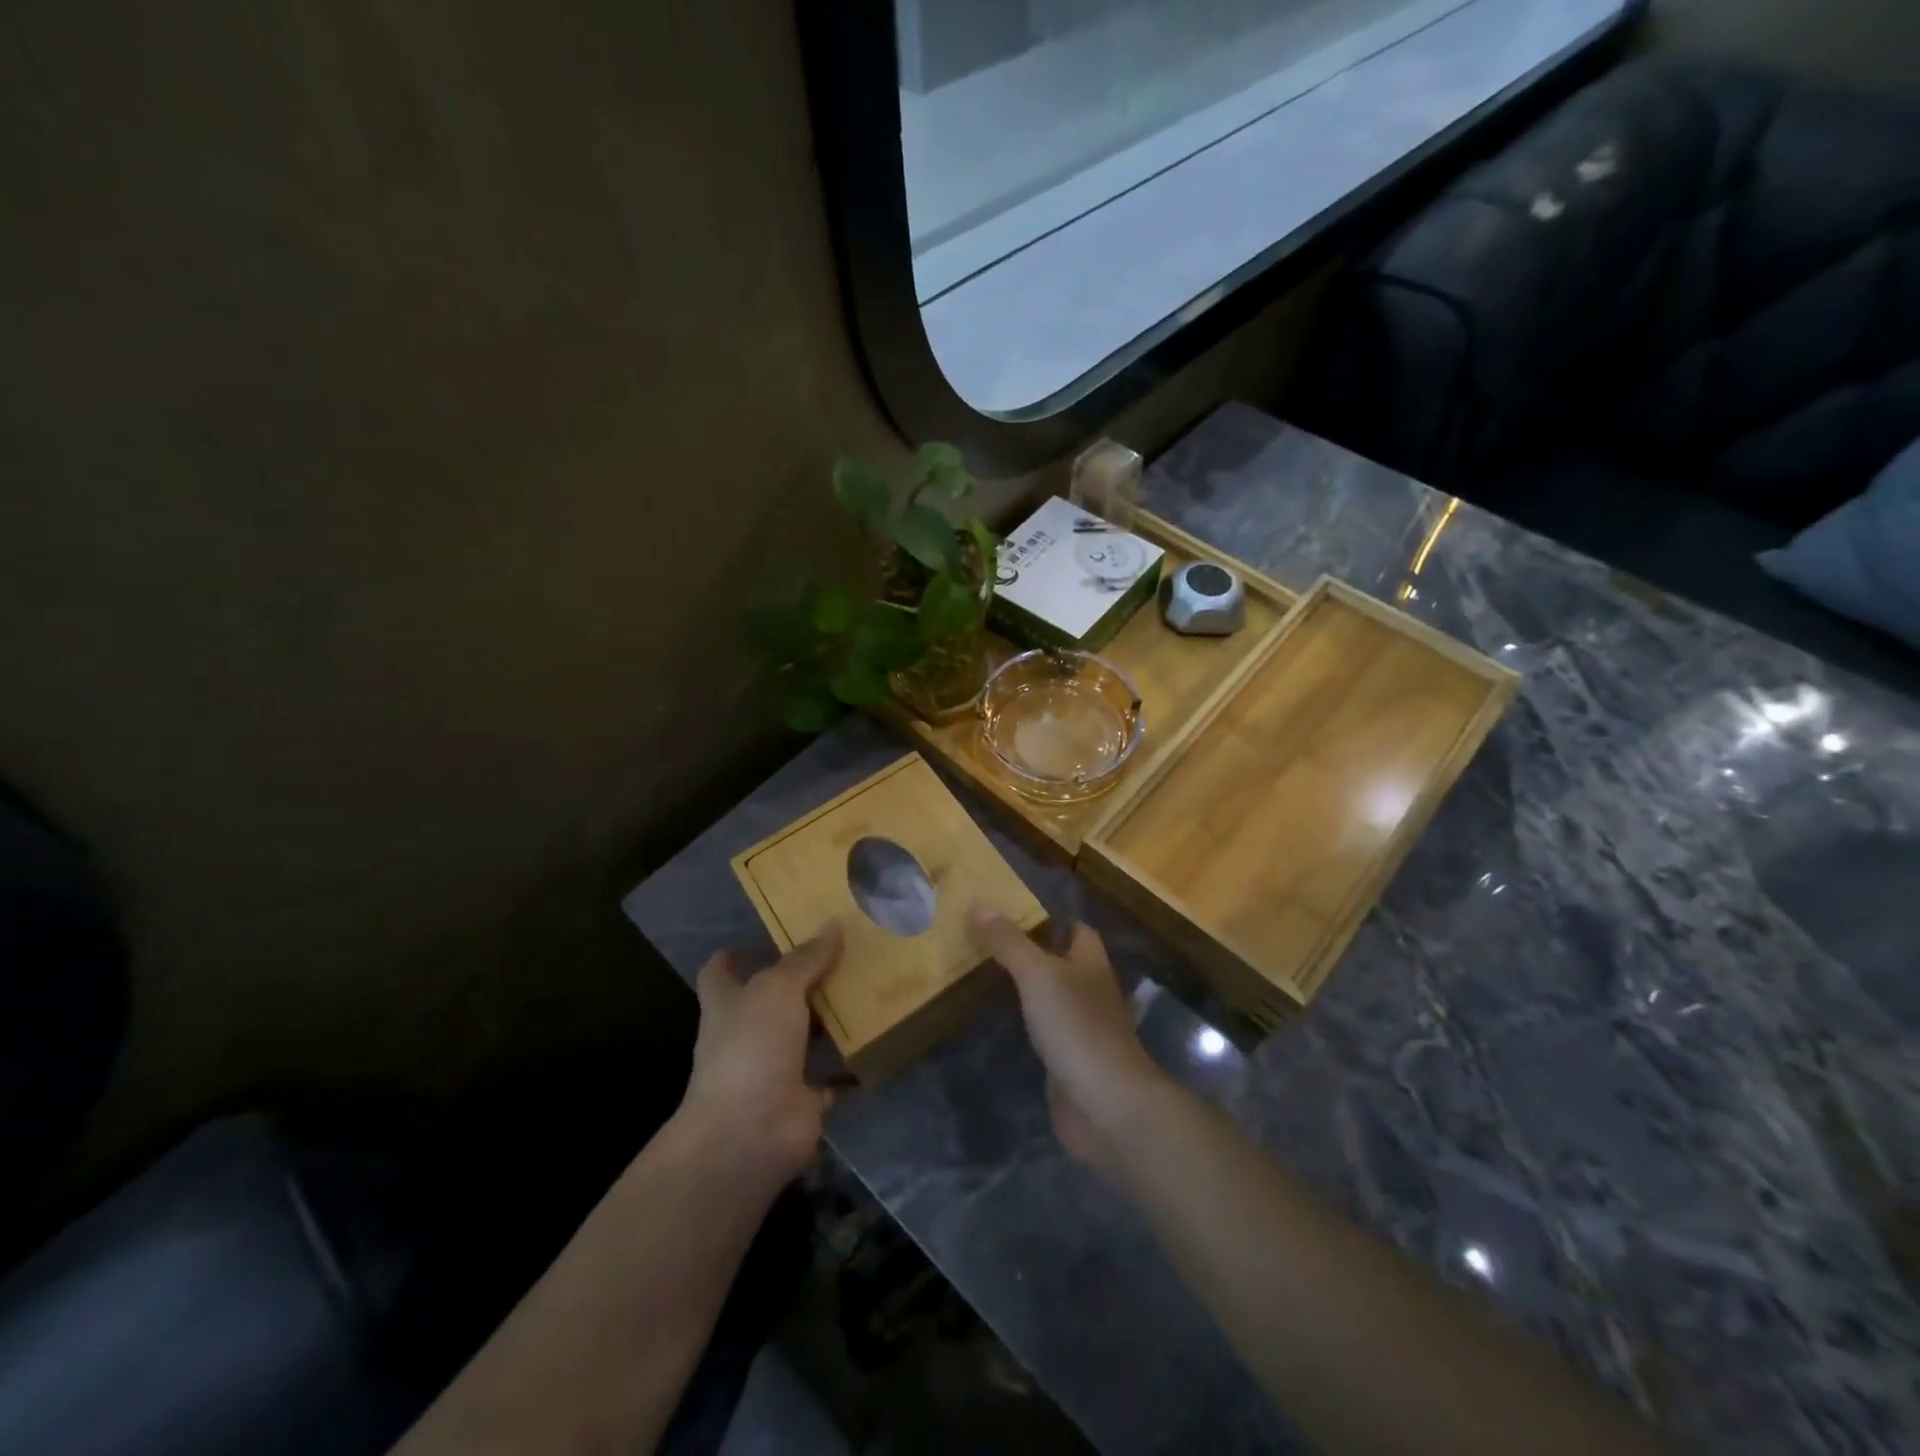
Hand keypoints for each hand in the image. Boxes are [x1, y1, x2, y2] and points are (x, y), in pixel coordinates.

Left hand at [680, 923, 841, 1184]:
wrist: (750, 1132)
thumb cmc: (751, 1047)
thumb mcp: (778, 989)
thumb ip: (806, 959)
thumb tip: (833, 923)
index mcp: (727, 1004)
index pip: (719, 974)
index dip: (733, 957)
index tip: (759, 940)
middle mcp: (746, 1035)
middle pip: (770, 1002)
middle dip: (798, 982)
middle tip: (839, 954)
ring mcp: (773, 1069)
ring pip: (803, 1037)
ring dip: (828, 1021)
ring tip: (866, 989)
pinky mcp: (801, 1100)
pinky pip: (831, 1078)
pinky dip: (850, 1066)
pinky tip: (878, 1042)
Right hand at [968, 906, 1166, 1171]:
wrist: (1106, 1105)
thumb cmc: (1077, 1027)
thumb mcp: (1038, 975)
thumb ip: (1009, 942)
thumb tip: (978, 903)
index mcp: (1091, 964)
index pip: (1077, 930)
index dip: (1052, 919)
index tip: (1013, 911)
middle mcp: (1090, 992)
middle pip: (1063, 963)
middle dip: (1032, 953)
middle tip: (987, 942)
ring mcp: (1082, 1030)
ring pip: (1052, 998)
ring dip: (1027, 990)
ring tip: (985, 975)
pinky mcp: (1070, 1062)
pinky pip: (1045, 1034)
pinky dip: (1026, 1026)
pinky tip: (1000, 1023)